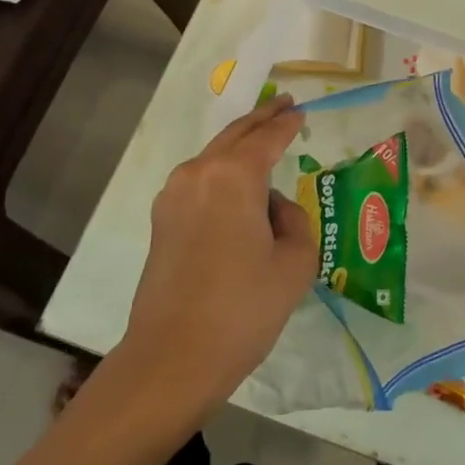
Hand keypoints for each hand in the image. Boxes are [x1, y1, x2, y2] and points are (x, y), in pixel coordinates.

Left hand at [115, 95, 315, 416]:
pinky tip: (239, 187)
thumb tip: (273, 208)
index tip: (301, 111)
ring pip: (214, 157)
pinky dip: (222, 172)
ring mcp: (173, 196)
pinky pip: (199, 182)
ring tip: (264, 143)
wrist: (172, 358)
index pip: (267, 138)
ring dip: (239, 146)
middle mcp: (198, 174)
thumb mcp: (294, 263)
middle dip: (261, 119)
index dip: (287, 123)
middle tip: (284, 106)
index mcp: (233, 176)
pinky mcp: (162, 221)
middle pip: (234, 136)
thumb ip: (294, 221)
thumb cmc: (243, 308)